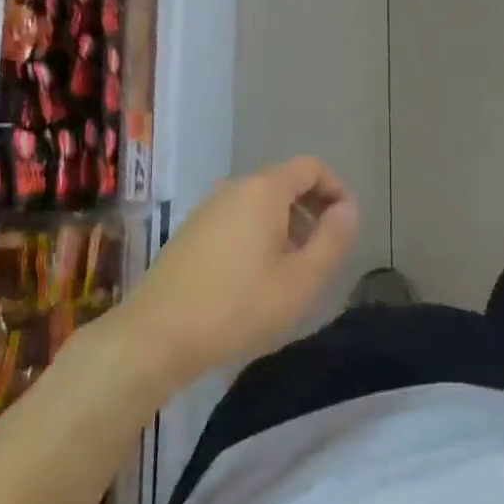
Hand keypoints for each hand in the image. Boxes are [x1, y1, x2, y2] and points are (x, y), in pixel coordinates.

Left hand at [105, 157, 358, 392]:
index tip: (346, 228)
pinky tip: (256, 279)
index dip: (337, 190)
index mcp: (263, 190)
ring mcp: (207, 209)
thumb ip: (332, 240)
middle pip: (285, 183)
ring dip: (286, 226)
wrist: (155, 336)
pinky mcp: (191, 233)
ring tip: (293, 271)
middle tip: (323, 254)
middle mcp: (233, 188)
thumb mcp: (301, 280)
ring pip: (260, 204)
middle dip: (313, 211)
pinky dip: (259, 236)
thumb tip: (347, 209)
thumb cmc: (237, 307)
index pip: (311, 167)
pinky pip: (237, 220)